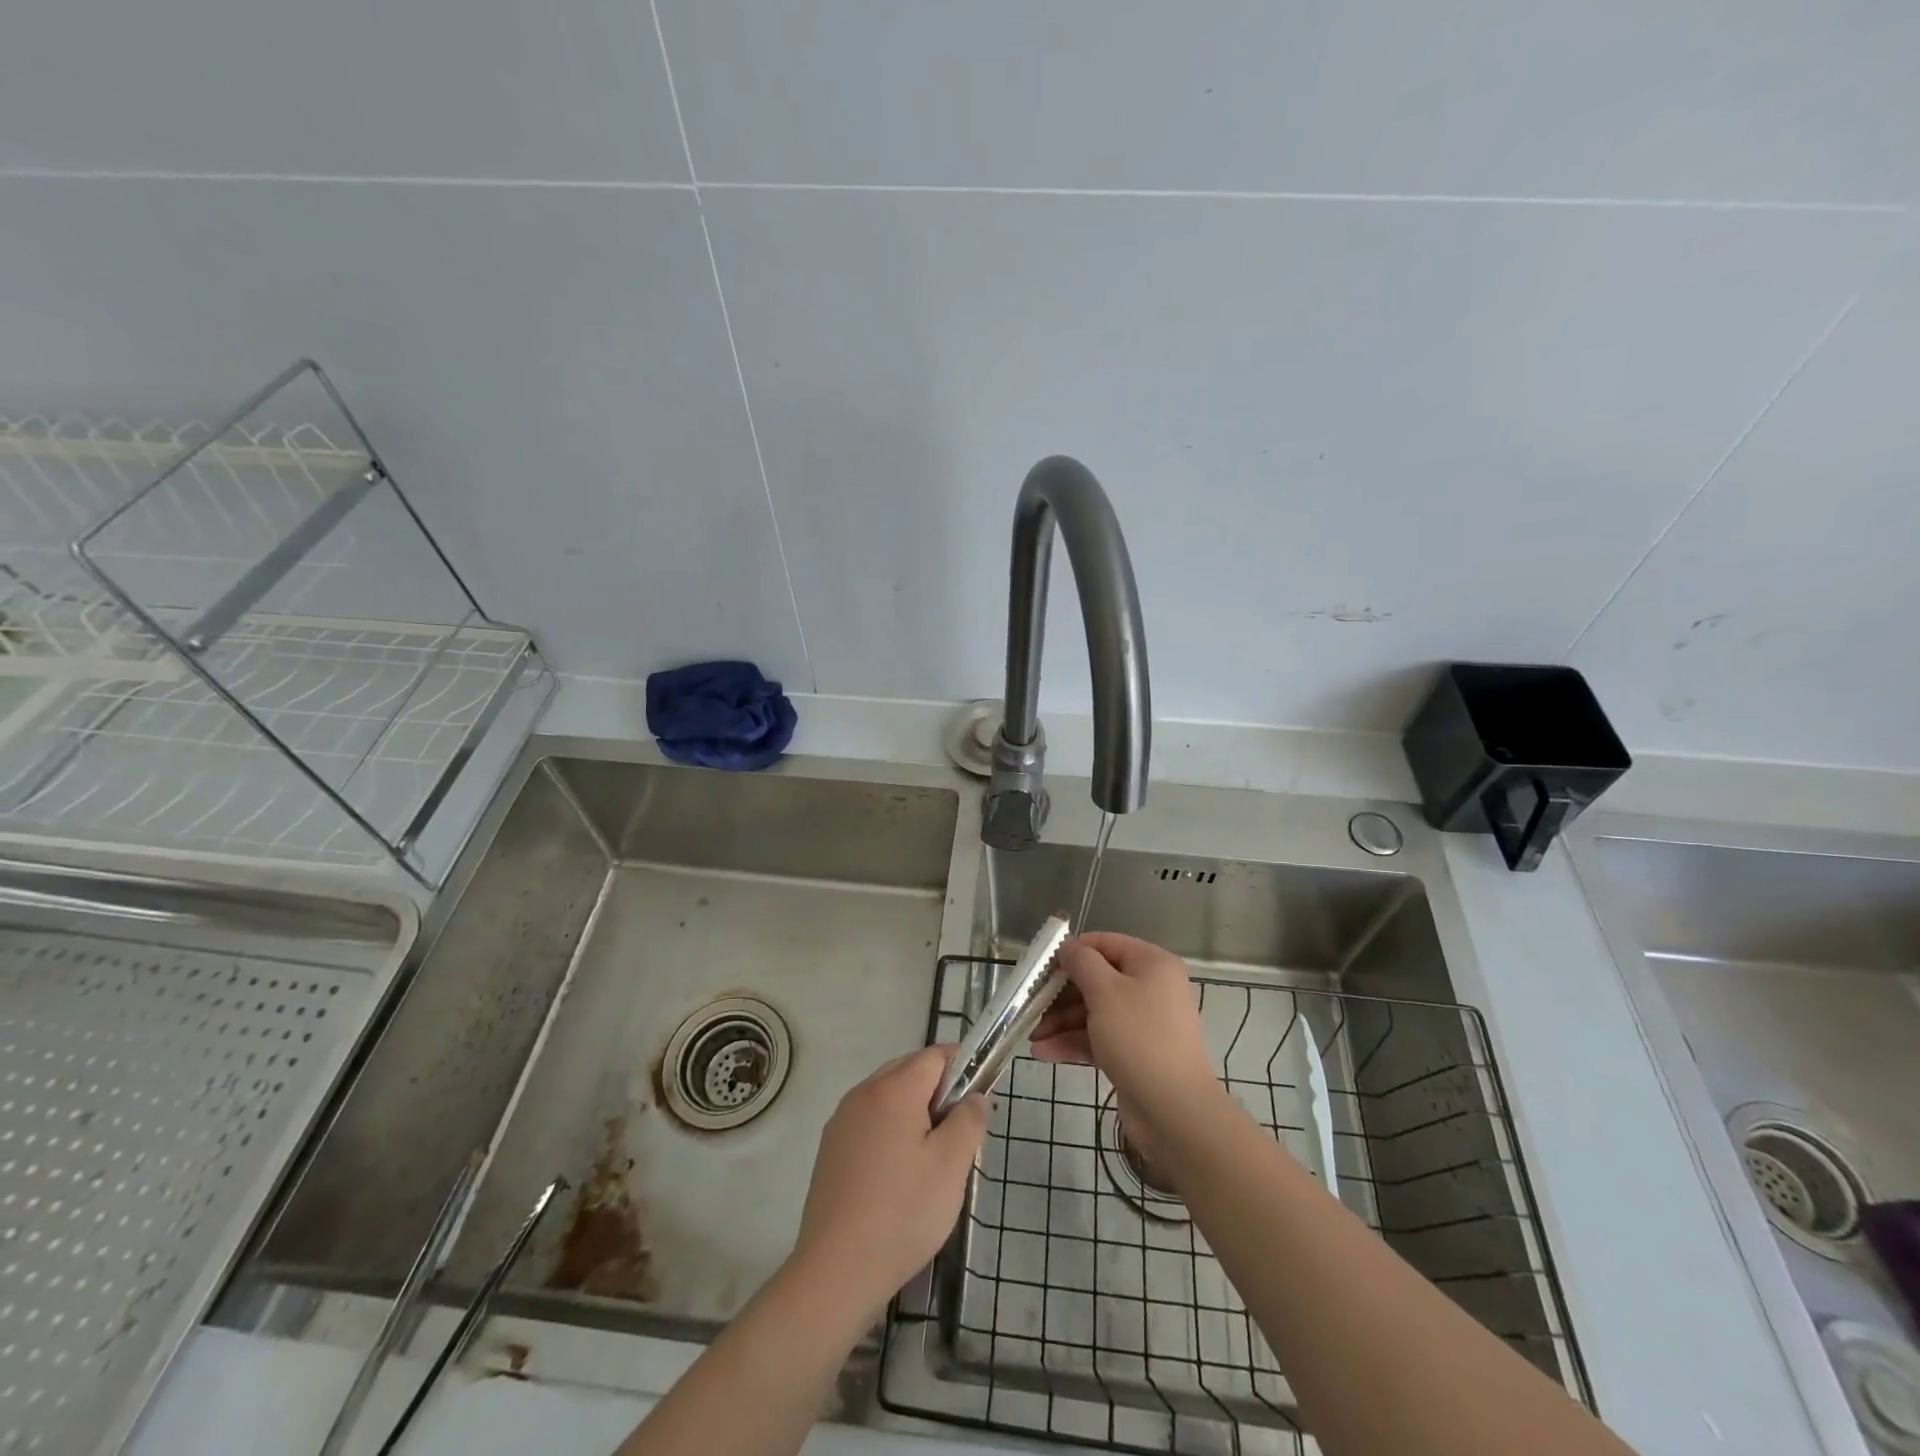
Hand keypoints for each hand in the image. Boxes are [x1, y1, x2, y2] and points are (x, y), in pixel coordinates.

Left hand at [789, 1045, 987, 1322]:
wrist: (836, 1271)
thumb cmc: (902, 1212)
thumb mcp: (951, 1166)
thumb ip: (969, 1120)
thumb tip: (977, 1095)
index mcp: (893, 1089)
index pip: (935, 1056)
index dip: (963, 1069)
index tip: (979, 1103)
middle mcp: (863, 1093)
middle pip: (910, 1071)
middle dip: (939, 1092)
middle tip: (958, 1135)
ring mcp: (842, 1120)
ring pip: (889, 1097)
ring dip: (915, 1112)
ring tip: (932, 1159)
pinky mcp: (831, 1148)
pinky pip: (870, 1121)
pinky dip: (891, 1131)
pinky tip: (899, 1175)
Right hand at [1030, 933, 1224, 1150]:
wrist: (1174, 1111)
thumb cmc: (1139, 1038)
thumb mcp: (1105, 991)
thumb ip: (1082, 962)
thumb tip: (1068, 946)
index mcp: (1152, 964)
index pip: (1106, 943)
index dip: (1073, 951)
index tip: (1043, 966)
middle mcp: (1151, 988)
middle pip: (1097, 980)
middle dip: (1061, 994)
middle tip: (1032, 1005)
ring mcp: (1143, 1023)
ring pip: (1095, 1011)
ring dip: (1062, 1022)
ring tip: (1033, 1037)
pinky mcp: (1135, 1053)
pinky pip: (1099, 1038)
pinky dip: (1073, 1042)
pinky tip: (1044, 1052)